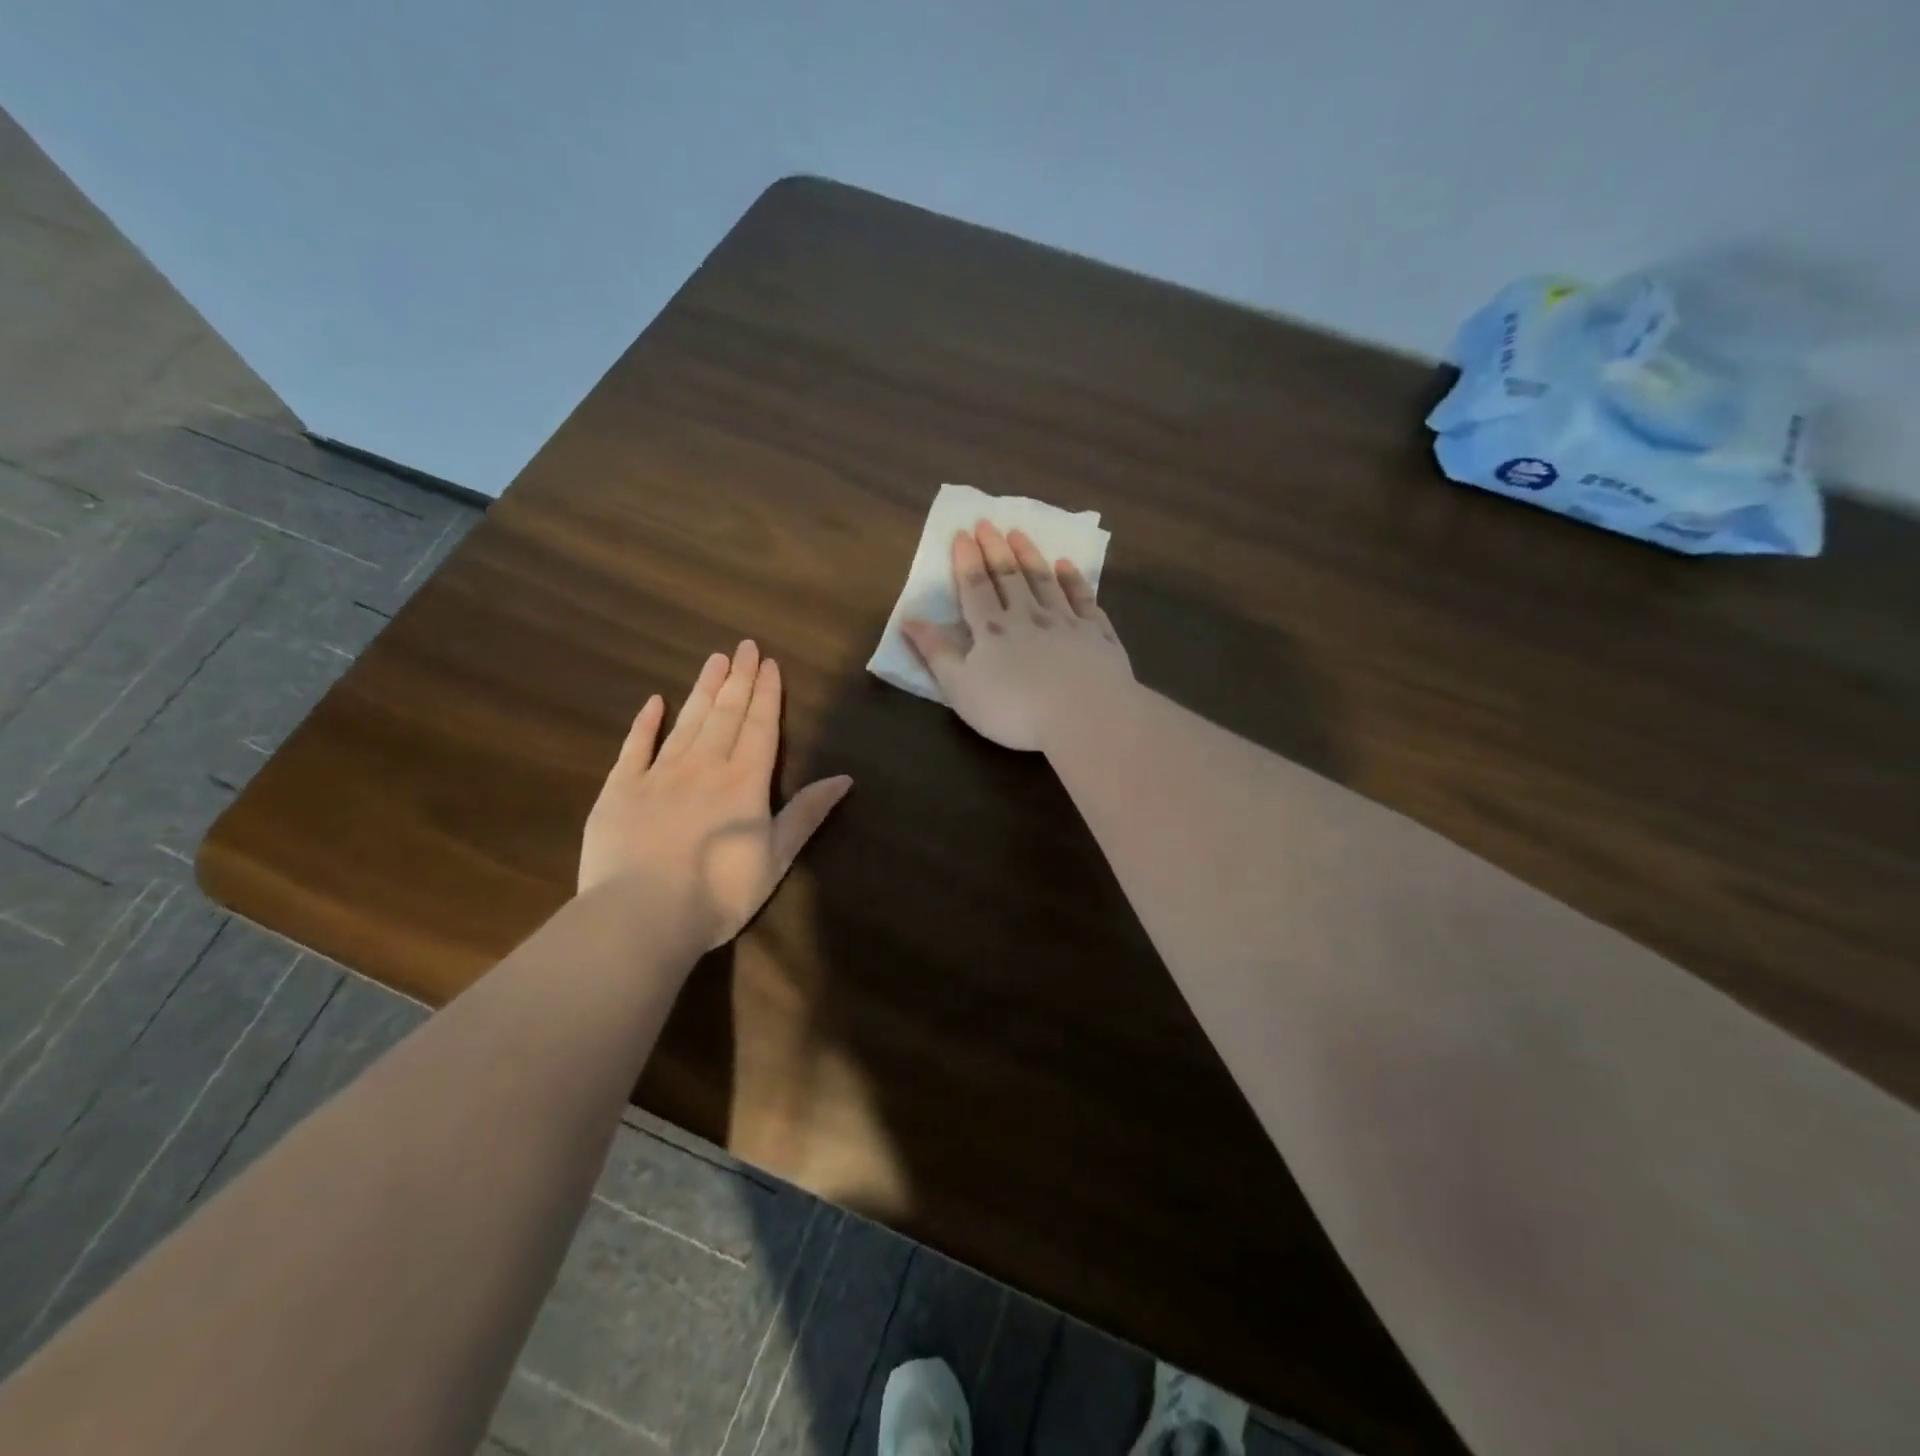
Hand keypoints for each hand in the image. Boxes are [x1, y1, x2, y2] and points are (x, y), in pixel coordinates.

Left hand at [579, 641, 852, 948]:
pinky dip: (645, 723)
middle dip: (738, 679)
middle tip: (744, 645)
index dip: (766, 694)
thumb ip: (807, 814)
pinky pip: (634, 747)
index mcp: (745, 782)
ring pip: (686, 721)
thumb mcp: (777, 857)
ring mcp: (658, 774)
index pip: (759, 726)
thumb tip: (845, 778)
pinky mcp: (620, 790)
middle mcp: (704, 766)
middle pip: (725, 714)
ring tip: (714, 659)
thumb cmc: (719, 893)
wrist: (642, 915)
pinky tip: (654, 701)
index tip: (768, 662)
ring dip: (702, 689)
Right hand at [901, 521, 1133, 750]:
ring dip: (1030, 556)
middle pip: (1009, 577)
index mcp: (992, 630)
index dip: (966, 561)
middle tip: (988, 523)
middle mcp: (1028, 616)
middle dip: (996, 549)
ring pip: (1044, 581)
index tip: (962, 533)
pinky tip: (1067, 566)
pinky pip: (1083, 599)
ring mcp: (1066, 622)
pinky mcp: (1097, 634)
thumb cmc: (1014, 709)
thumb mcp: (961, 688)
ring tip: (1019, 534)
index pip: (975, 587)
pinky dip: (1073, 580)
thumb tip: (908, 618)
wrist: (1085, 715)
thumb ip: (936, 652)